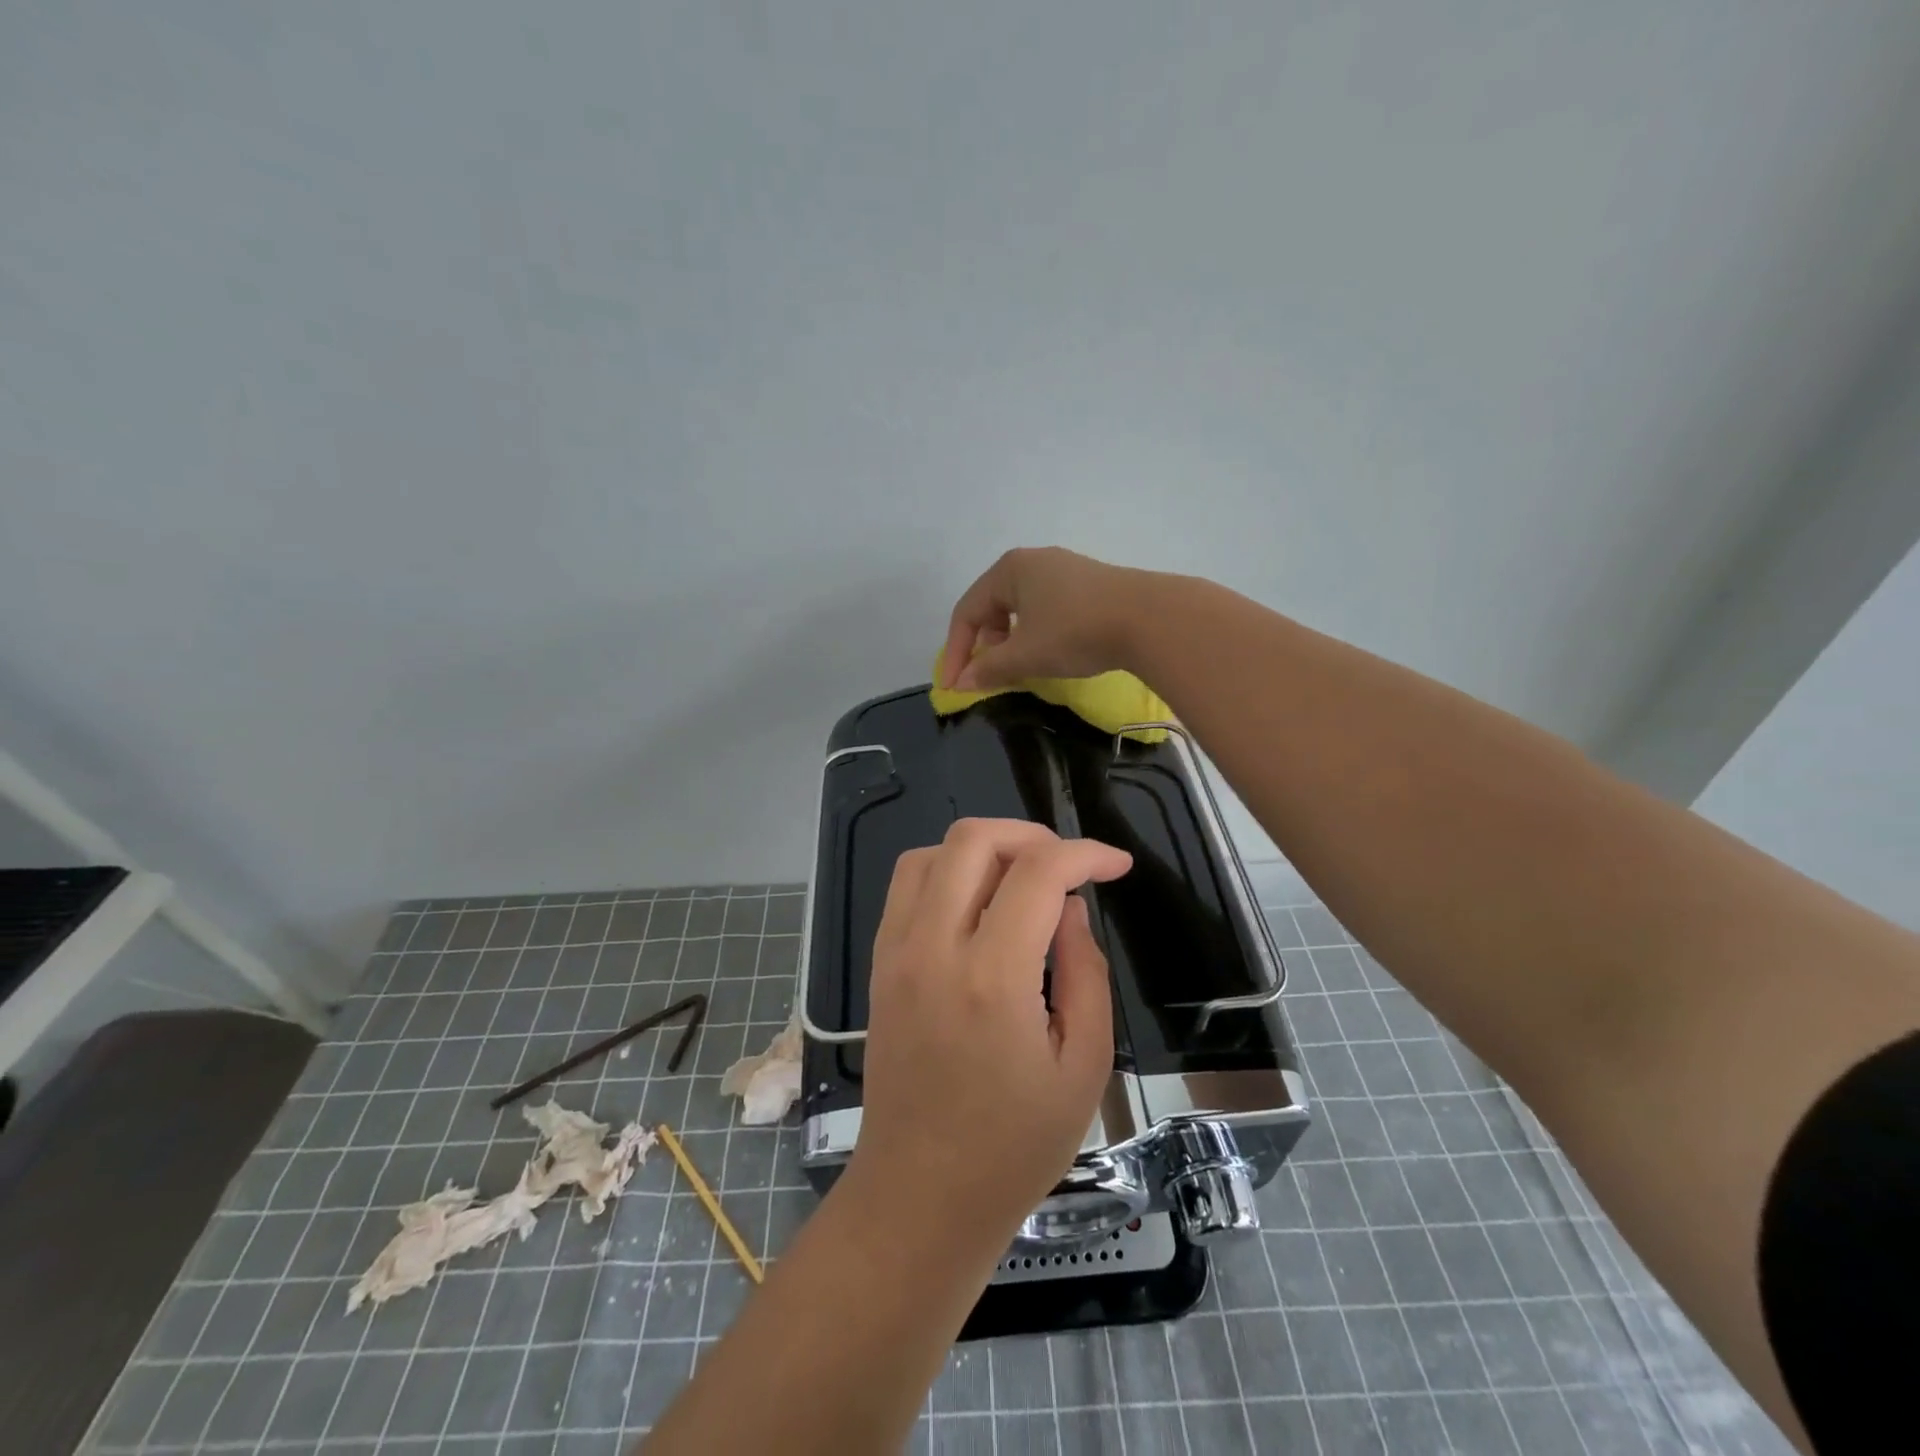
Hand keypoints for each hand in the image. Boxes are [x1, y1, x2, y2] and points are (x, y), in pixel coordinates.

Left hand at [844, 818, 1132, 1244]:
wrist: (921, 1194)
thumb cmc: (1014, 1146)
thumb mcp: (1083, 1066)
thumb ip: (1085, 972)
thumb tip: (1069, 909)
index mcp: (991, 978)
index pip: (1038, 872)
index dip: (1086, 854)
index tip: (1116, 865)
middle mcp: (933, 948)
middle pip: (974, 839)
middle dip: (1032, 836)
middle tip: (1068, 867)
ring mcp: (896, 952)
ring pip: (932, 852)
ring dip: (985, 849)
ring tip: (1023, 880)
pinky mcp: (878, 963)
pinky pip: (908, 885)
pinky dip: (948, 870)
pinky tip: (979, 904)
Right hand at [940, 546, 1144, 690]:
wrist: (1149, 618)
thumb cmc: (1075, 631)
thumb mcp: (1025, 655)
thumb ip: (989, 669)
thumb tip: (961, 684)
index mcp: (1008, 569)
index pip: (966, 612)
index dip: (956, 652)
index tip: (953, 687)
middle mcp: (1032, 561)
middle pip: (992, 606)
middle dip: (984, 644)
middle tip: (989, 675)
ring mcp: (1063, 569)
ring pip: (1020, 608)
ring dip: (1010, 641)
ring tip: (1019, 667)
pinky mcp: (1088, 583)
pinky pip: (1046, 607)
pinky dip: (1036, 632)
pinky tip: (1049, 652)